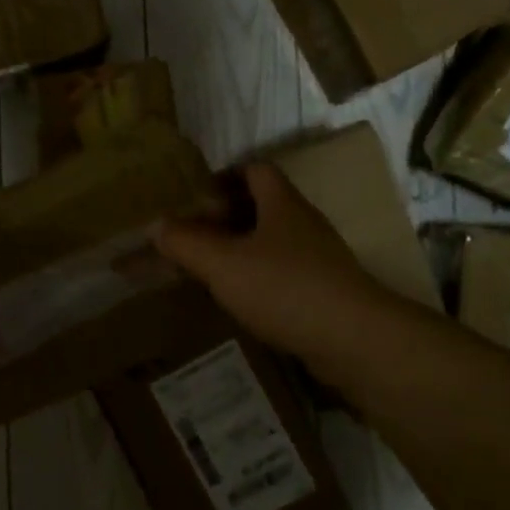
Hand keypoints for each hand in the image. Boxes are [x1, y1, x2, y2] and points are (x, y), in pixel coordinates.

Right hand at [154, 163, 395, 387]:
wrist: (353, 340)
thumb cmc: (285, 288)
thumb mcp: (223, 264)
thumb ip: (186, 243)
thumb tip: (156, 225)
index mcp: (282, 204)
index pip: (255, 170)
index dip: (225, 175)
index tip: (195, 195)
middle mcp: (304, 224)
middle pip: (264, 206)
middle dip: (227, 216)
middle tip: (193, 234)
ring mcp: (319, 258)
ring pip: (274, 242)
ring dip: (243, 249)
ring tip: (210, 268)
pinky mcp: (326, 291)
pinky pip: (285, 273)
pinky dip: (260, 278)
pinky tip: (241, 300)